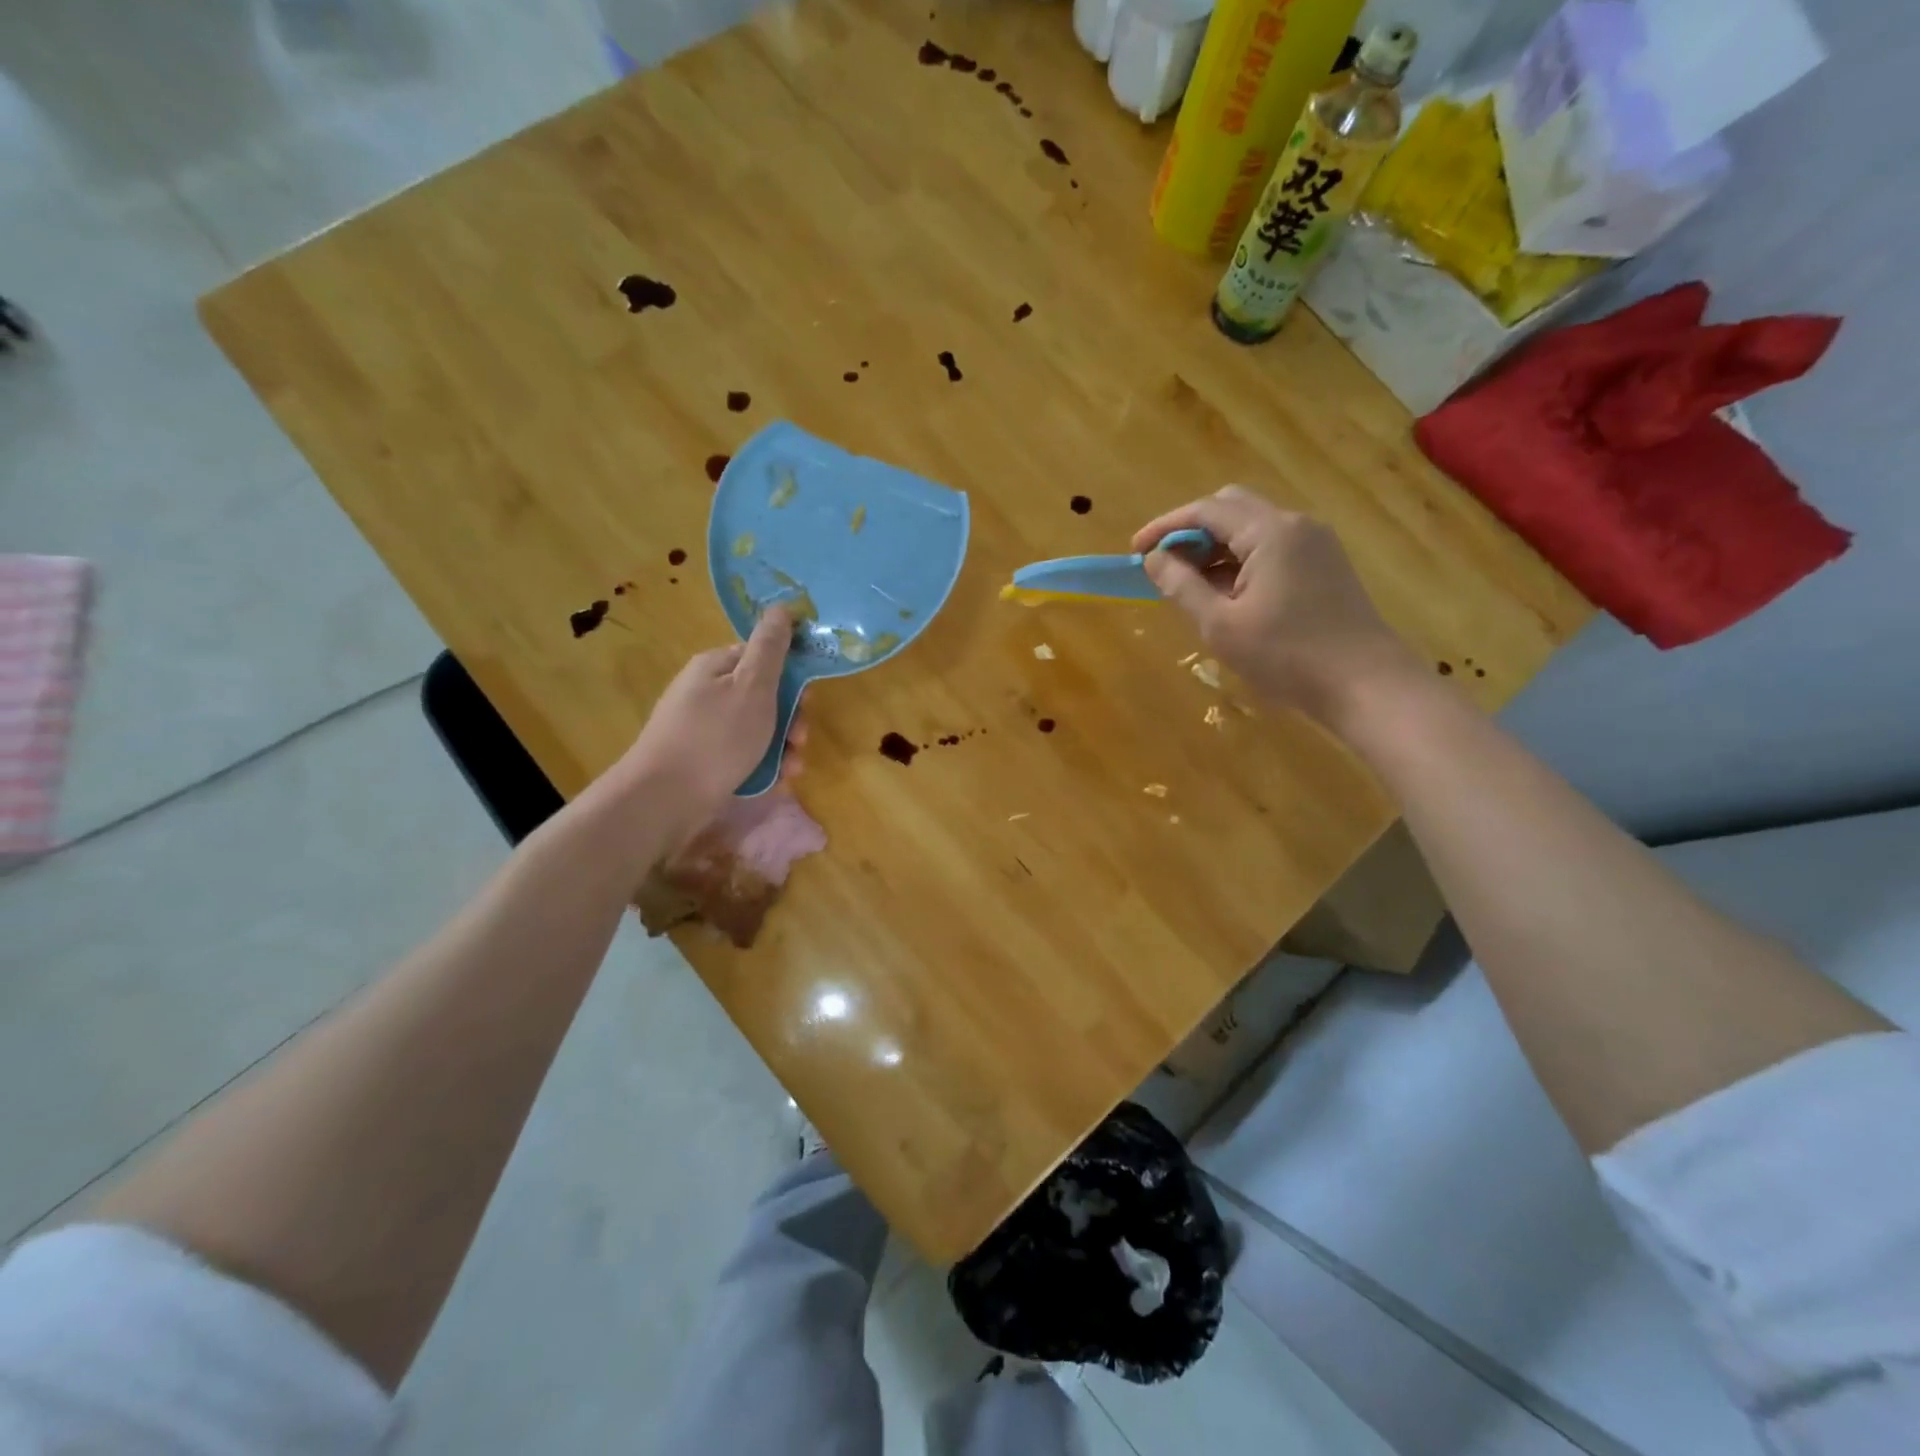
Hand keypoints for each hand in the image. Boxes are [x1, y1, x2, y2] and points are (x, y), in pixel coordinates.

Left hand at [609, 607, 796, 840]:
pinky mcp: (703, 759)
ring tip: (791, 768)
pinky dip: (762, 765)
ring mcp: (702, 727)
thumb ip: (771, 648)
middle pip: (762, 695)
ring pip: (757, 728)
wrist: (664, 799)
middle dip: (790, 718)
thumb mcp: (752, 686)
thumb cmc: (716, 737)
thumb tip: (781, 607)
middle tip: (800, 740)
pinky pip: (742, 754)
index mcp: (715, 666)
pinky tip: (774, 782)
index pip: (761, 656)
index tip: (807, 699)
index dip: (790, 675)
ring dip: (782, 746)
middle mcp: (706, 692)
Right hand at [1133, 486, 1420, 723]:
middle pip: (1231, 508)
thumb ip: (1182, 586)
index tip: (1135, 551)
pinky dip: (1239, 561)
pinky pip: (1271, 548)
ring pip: (1251, 528)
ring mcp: (1314, 544)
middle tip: (1163, 565)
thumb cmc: (1287, 656)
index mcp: (1270, 532)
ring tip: (1187, 585)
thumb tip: (1154, 559)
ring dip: (1215, 548)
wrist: (1365, 684)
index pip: (1206, 511)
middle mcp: (1295, 525)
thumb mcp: (1221, 625)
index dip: (1165, 527)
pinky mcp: (1323, 565)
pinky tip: (1224, 594)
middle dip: (1190, 531)